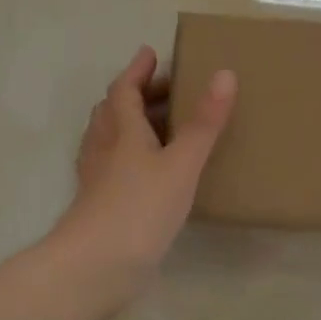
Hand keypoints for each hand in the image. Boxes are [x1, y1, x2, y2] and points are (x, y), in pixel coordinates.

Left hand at [51, 45, 237, 303]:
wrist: (96, 265)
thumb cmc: (140, 207)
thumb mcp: (181, 163)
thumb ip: (204, 123)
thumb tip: (224, 74)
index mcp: (121, 130)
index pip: (124, 89)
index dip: (137, 70)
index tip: (150, 53)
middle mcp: (104, 147)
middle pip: (113, 111)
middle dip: (137, 94)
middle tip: (166, 90)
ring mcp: (97, 177)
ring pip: (109, 138)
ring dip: (130, 124)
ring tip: (157, 125)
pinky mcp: (98, 203)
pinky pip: (112, 165)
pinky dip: (128, 155)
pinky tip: (146, 171)